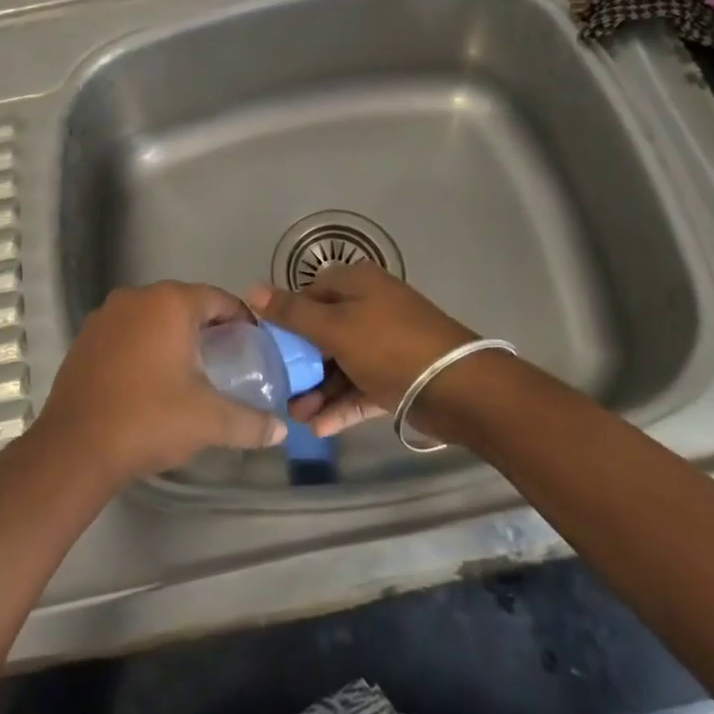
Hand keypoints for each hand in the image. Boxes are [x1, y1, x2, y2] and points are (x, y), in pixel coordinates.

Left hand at [33, 281, 286, 485]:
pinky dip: (143, 344)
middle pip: (185, 303)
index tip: (253, 345)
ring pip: (153, 316)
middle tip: (226, 360)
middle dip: (207, 327)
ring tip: (189, 370)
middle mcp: (137, 297)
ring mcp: (106, 314)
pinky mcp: (85, 336)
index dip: (241, 320)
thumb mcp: (208, 421)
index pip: (218, 299)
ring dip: (173, 335)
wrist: (75, 447)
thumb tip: (280, 431)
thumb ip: (249, 422)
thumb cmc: (149, 420)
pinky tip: (149, 378)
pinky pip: (127, 330)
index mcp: (171, 303)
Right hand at [248, 264, 478, 438]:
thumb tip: (252, 288)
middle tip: (279, 390)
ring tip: (296, 418)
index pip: (310, 293)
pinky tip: (320, 429)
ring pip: (341, 363)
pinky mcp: (397, 376)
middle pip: (324, 331)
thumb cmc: (391, 347)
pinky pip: (360, 386)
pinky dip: (341, 404)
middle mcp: (370, 307)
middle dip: (301, 363)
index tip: (267, 347)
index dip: (286, 318)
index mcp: (357, 284)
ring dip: (318, 390)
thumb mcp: (335, 328)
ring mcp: (385, 343)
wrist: (461, 390)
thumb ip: (293, 313)